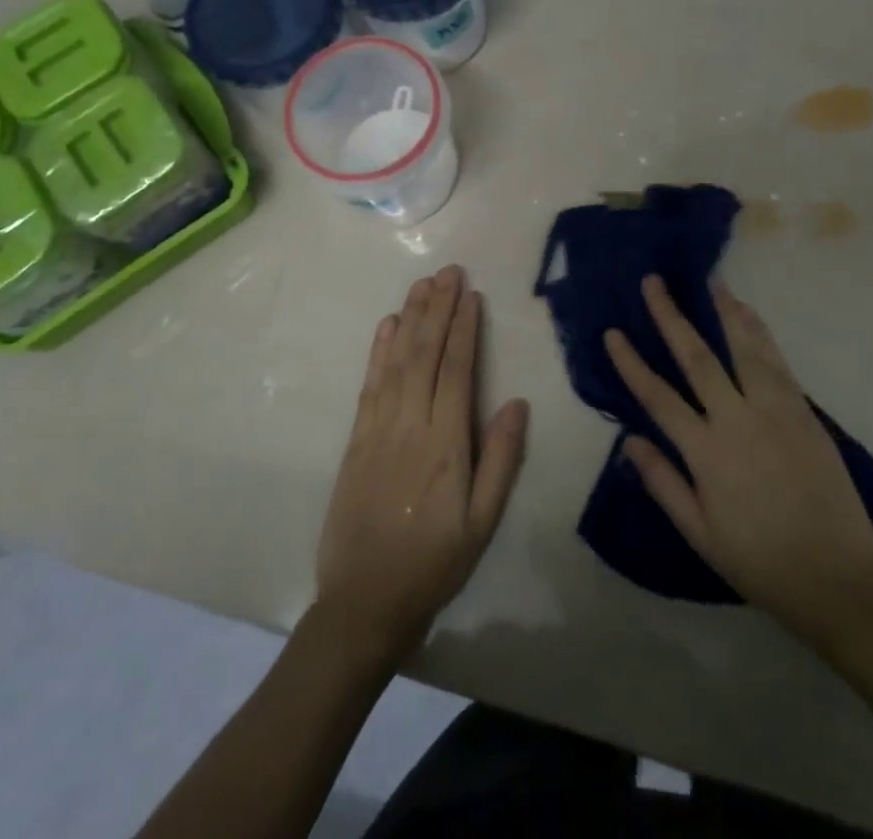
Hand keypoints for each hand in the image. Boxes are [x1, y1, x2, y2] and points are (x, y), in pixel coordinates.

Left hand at [314, 266, 529, 665]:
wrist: (364, 601)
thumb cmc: (434, 562)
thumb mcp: (482, 522)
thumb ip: (501, 459)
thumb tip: (517, 402)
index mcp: (446, 443)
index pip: (457, 370)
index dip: (464, 329)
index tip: (470, 294)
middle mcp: (410, 425)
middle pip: (425, 354)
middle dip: (438, 309)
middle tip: (448, 271)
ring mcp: (378, 429)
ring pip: (397, 361)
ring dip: (411, 318)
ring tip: (423, 285)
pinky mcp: (356, 439)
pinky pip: (369, 384)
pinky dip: (379, 351)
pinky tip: (387, 326)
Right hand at [606, 276, 872, 652]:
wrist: (839, 579)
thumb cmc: (761, 561)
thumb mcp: (700, 534)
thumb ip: (663, 483)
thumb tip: (628, 441)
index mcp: (706, 453)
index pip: (658, 396)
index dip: (632, 362)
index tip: (613, 332)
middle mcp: (738, 421)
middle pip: (697, 357)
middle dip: (672, 316)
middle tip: (654, 281)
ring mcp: (775, 411)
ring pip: (743, 348)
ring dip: (723, 310)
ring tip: (708, 280)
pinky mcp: (804, 412)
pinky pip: (777, 362)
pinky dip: (760, 333)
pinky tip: (748, 313)